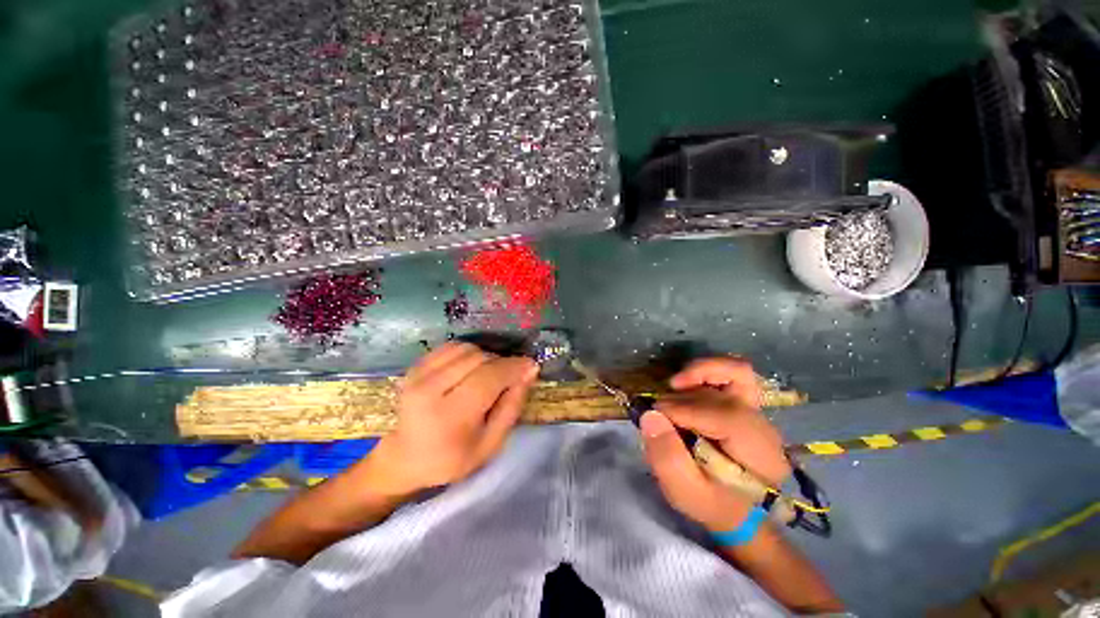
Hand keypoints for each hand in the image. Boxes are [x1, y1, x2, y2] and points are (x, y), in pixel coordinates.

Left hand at [372, 342, 538, 493]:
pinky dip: (468, 352)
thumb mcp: (491, 444)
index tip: (530, 365)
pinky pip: (451, 346)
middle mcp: (429, 390)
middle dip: (501, 363)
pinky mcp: (415, 367)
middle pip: (479, 358)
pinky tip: (470, 368)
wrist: (406, 458)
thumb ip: (512, 406)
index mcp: (449, 416)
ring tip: (488, 374)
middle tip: (508, 377)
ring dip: (485, 357)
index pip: (489, 378)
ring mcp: (418, 375)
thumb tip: (529, 370)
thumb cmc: (452, 458)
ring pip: (467, 348)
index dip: (514, 367)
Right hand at [640, 358, 790, 531]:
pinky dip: (707, 370)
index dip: (683, 412)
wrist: (739, 508)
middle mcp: (764, 427)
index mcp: (759, 456)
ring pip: (734, 373)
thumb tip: (650, 415)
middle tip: (658, 416)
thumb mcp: (686, 493)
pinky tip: (686, 380)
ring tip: (672, 388)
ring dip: (695, 377)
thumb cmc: (713, 504)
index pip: (724, 418)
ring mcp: (758, 411)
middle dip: (681, 402)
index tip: (655, 418)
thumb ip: (668, 458)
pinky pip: (734, 372)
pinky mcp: (747, 403)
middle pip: (722, 396)